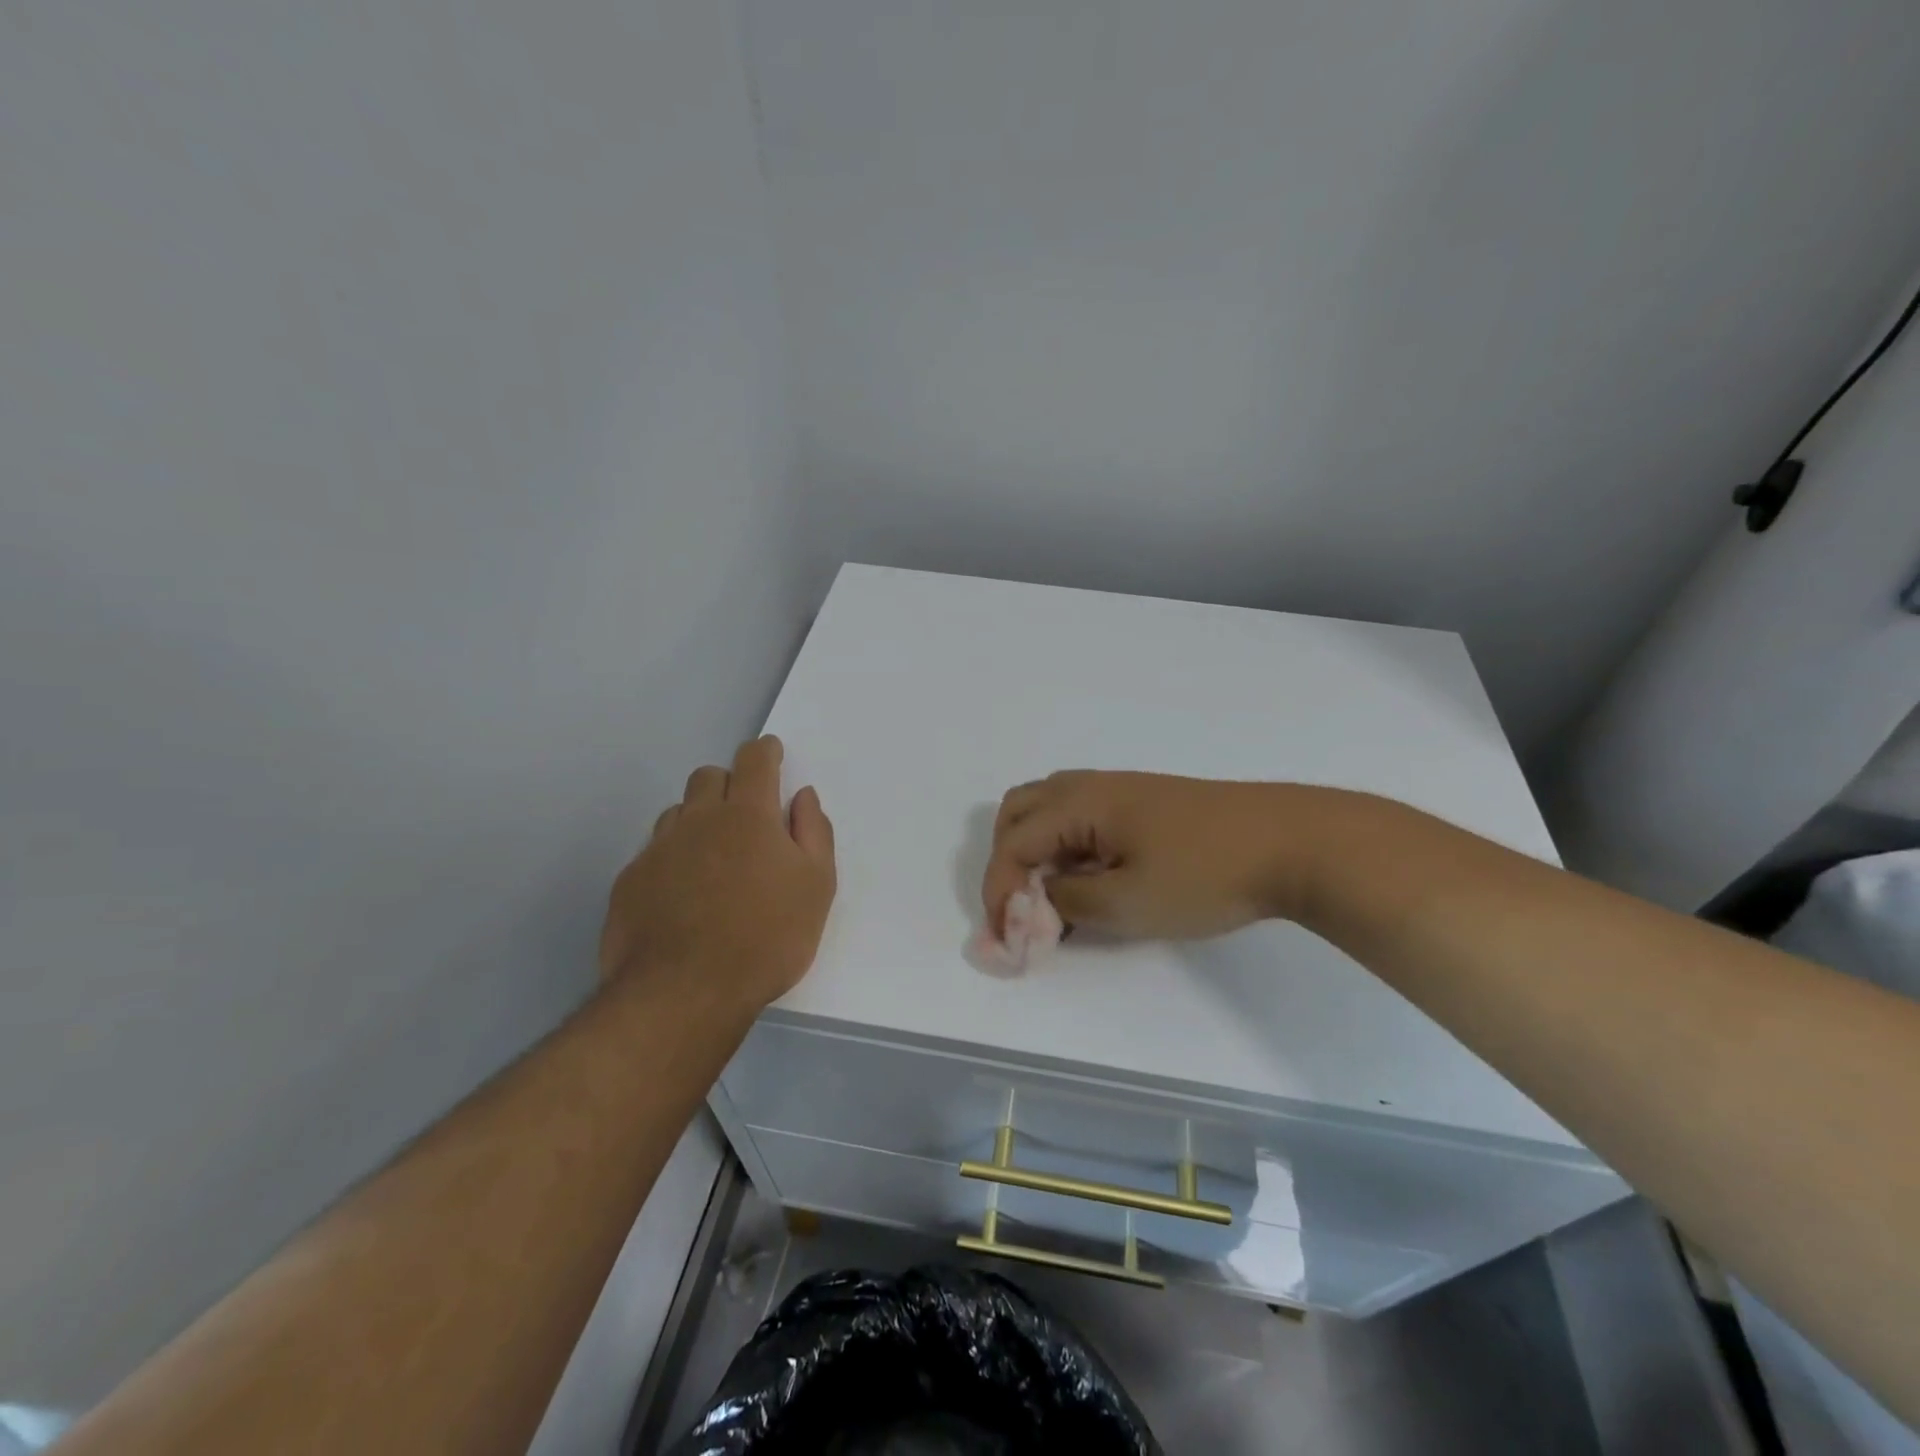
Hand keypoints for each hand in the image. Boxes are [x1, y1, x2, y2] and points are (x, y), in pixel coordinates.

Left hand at [600, 736, 834, 1013]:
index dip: (765, 752)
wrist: (685, 993)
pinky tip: (683, 892)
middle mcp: (698, 820)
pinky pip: (654, 851)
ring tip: (714, 857)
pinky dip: (673, 856)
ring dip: (698, 819)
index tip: (772, 754)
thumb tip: (803, 797)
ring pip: (677, 812)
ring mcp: (658, 849)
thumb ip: (814, 833)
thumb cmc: (767, 937)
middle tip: (747, 814)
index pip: (755, 761)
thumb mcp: (817, 886)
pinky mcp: (630, 881)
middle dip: (730, 782)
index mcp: (748, 815)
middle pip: (709, 777)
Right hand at [982, 771, 1312, 940]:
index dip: (998, 891)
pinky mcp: (1146, 802)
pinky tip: (1093, 880)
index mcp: (1080, 803)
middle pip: (1020, 811)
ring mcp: (1121, 790)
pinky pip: (1083, 817)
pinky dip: (1068, 846)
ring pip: (1051, 810)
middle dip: (1008, 860)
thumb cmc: (1205, 874)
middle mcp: (1092, 786)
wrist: (1292, 843)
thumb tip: (1042, 897)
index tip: (1005, 937)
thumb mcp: (1127, 903)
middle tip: (1021, 906)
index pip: (1013, 843)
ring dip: (1036, 850)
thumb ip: (1068, 902)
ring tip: (1052, 896)